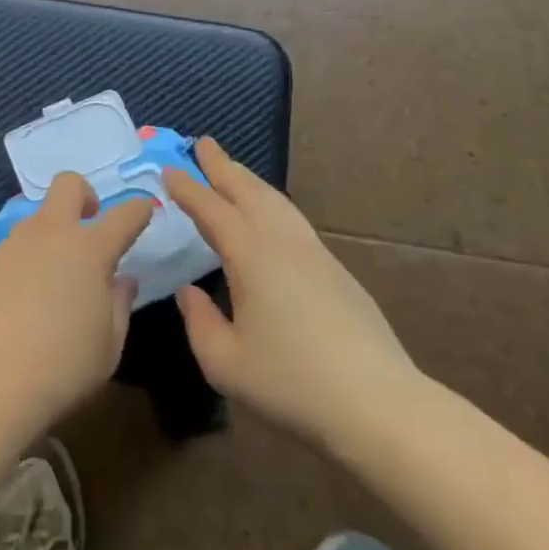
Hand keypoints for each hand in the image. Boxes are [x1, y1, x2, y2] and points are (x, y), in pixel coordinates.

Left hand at [0, 173, 152, 427]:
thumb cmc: (63, 366)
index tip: (144, 210)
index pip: (123, 216)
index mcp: (89, 250)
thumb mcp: (109, 345)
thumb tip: (122, 280)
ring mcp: (12, 246)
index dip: (138, 210)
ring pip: (36, 219)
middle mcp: (50, 235)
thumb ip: (120, 305)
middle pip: (67, 185)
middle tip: (91, 222)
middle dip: (85, 194)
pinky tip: (22, 301)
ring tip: (55, 277)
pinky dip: (24, 263)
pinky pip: (12, 252)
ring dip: (52, 234)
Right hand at [164, 138, 424, 449]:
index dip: (188, 189)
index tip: (169, 169)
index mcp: (252, 257)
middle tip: (202, 143)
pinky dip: (271, 203)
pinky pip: (293, 220)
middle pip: (249, 192)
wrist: (379, 406)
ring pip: (276, 202)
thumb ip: (199, 322)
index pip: (212, 210)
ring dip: (249, 181)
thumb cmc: (292, 385)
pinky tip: (269, 216)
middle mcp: (283, 243)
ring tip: (232, 170)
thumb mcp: (225, 364)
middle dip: (222, 166)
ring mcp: (315, 254)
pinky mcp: (336, 271)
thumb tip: (190, 292)